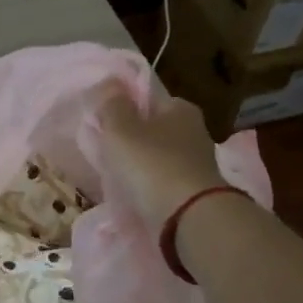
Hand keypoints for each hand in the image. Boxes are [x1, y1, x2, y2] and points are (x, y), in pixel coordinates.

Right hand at [95, 90, 224, 230]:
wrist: (189, 218)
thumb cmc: (151, 165)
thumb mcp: (120, 130)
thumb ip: (111, 105)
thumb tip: (109, 84)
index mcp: (180, 108)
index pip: (148, 99)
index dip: (125, 109)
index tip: (104, 126)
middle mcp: (195, 131)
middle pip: (154, 129)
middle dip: (132, 140)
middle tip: (107, 154)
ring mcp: (198, 163)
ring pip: (159, 157)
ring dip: (140, 166)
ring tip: (117, 179)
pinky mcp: (197, 191)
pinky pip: (165, 182)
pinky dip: (150, 187)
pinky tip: (135, 196)